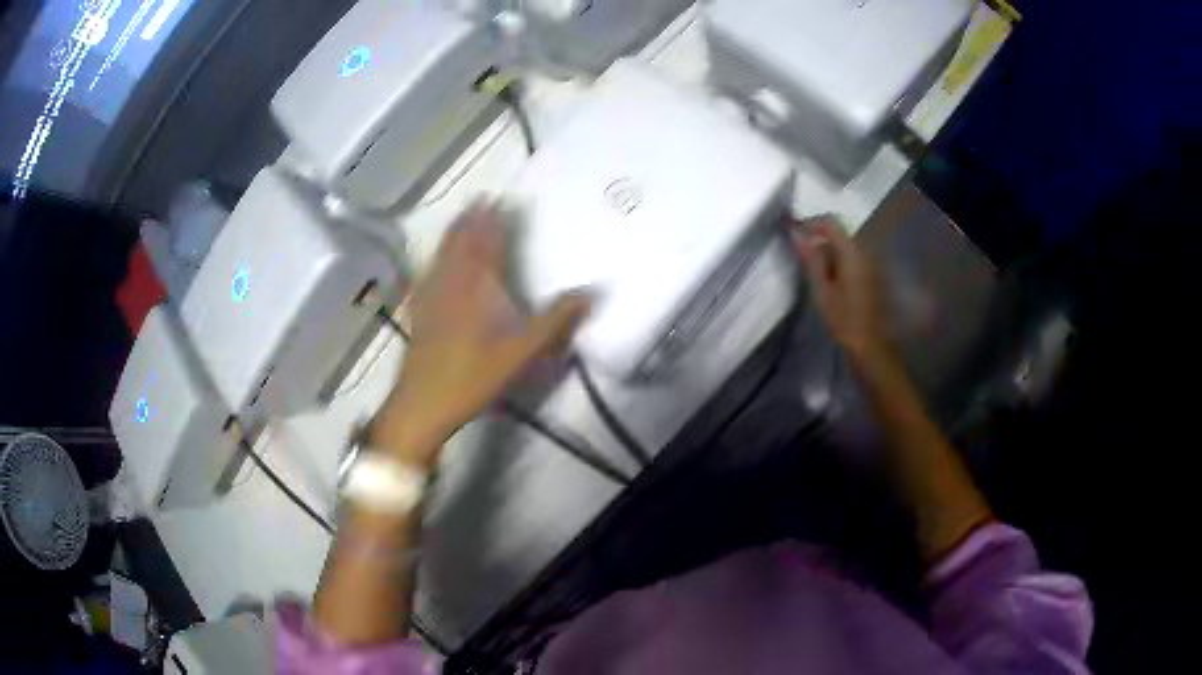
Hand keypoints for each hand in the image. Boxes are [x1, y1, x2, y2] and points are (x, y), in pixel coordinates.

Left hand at [374, 203, 590, 467]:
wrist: (424, 401)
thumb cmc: (474, 374)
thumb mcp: (523, 351)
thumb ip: (556, 320)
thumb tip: (591, 293)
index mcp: (477, 285)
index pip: (486, 242)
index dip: (491, 220)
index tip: (495, 198)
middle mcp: (451, 282)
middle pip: (460, 242)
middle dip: (470, 219)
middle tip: (478, 200)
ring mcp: (430, 296)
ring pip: (441, 254)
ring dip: (451, 233)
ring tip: (459, 219)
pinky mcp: (418, 312)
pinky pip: (427, 274)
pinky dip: (434, 259)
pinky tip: (431, 263)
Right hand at [790, 217, 891, 364]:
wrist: (871, 346)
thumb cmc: (844, 320)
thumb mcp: (822, 290)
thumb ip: (811, 258)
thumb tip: (796, 233)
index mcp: (852, 252)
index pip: (830, 222)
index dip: (810, 224)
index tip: (793, 234)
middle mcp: (865, 252)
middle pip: (839, 234)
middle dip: (818, 241)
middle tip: (801, 259)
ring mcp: (872, 263)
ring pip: (846, 248)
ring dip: (829, 254)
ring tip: (814, 274)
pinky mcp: (874, 276)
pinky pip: (853, 259)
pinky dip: (839, 263)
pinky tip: (830, 283)